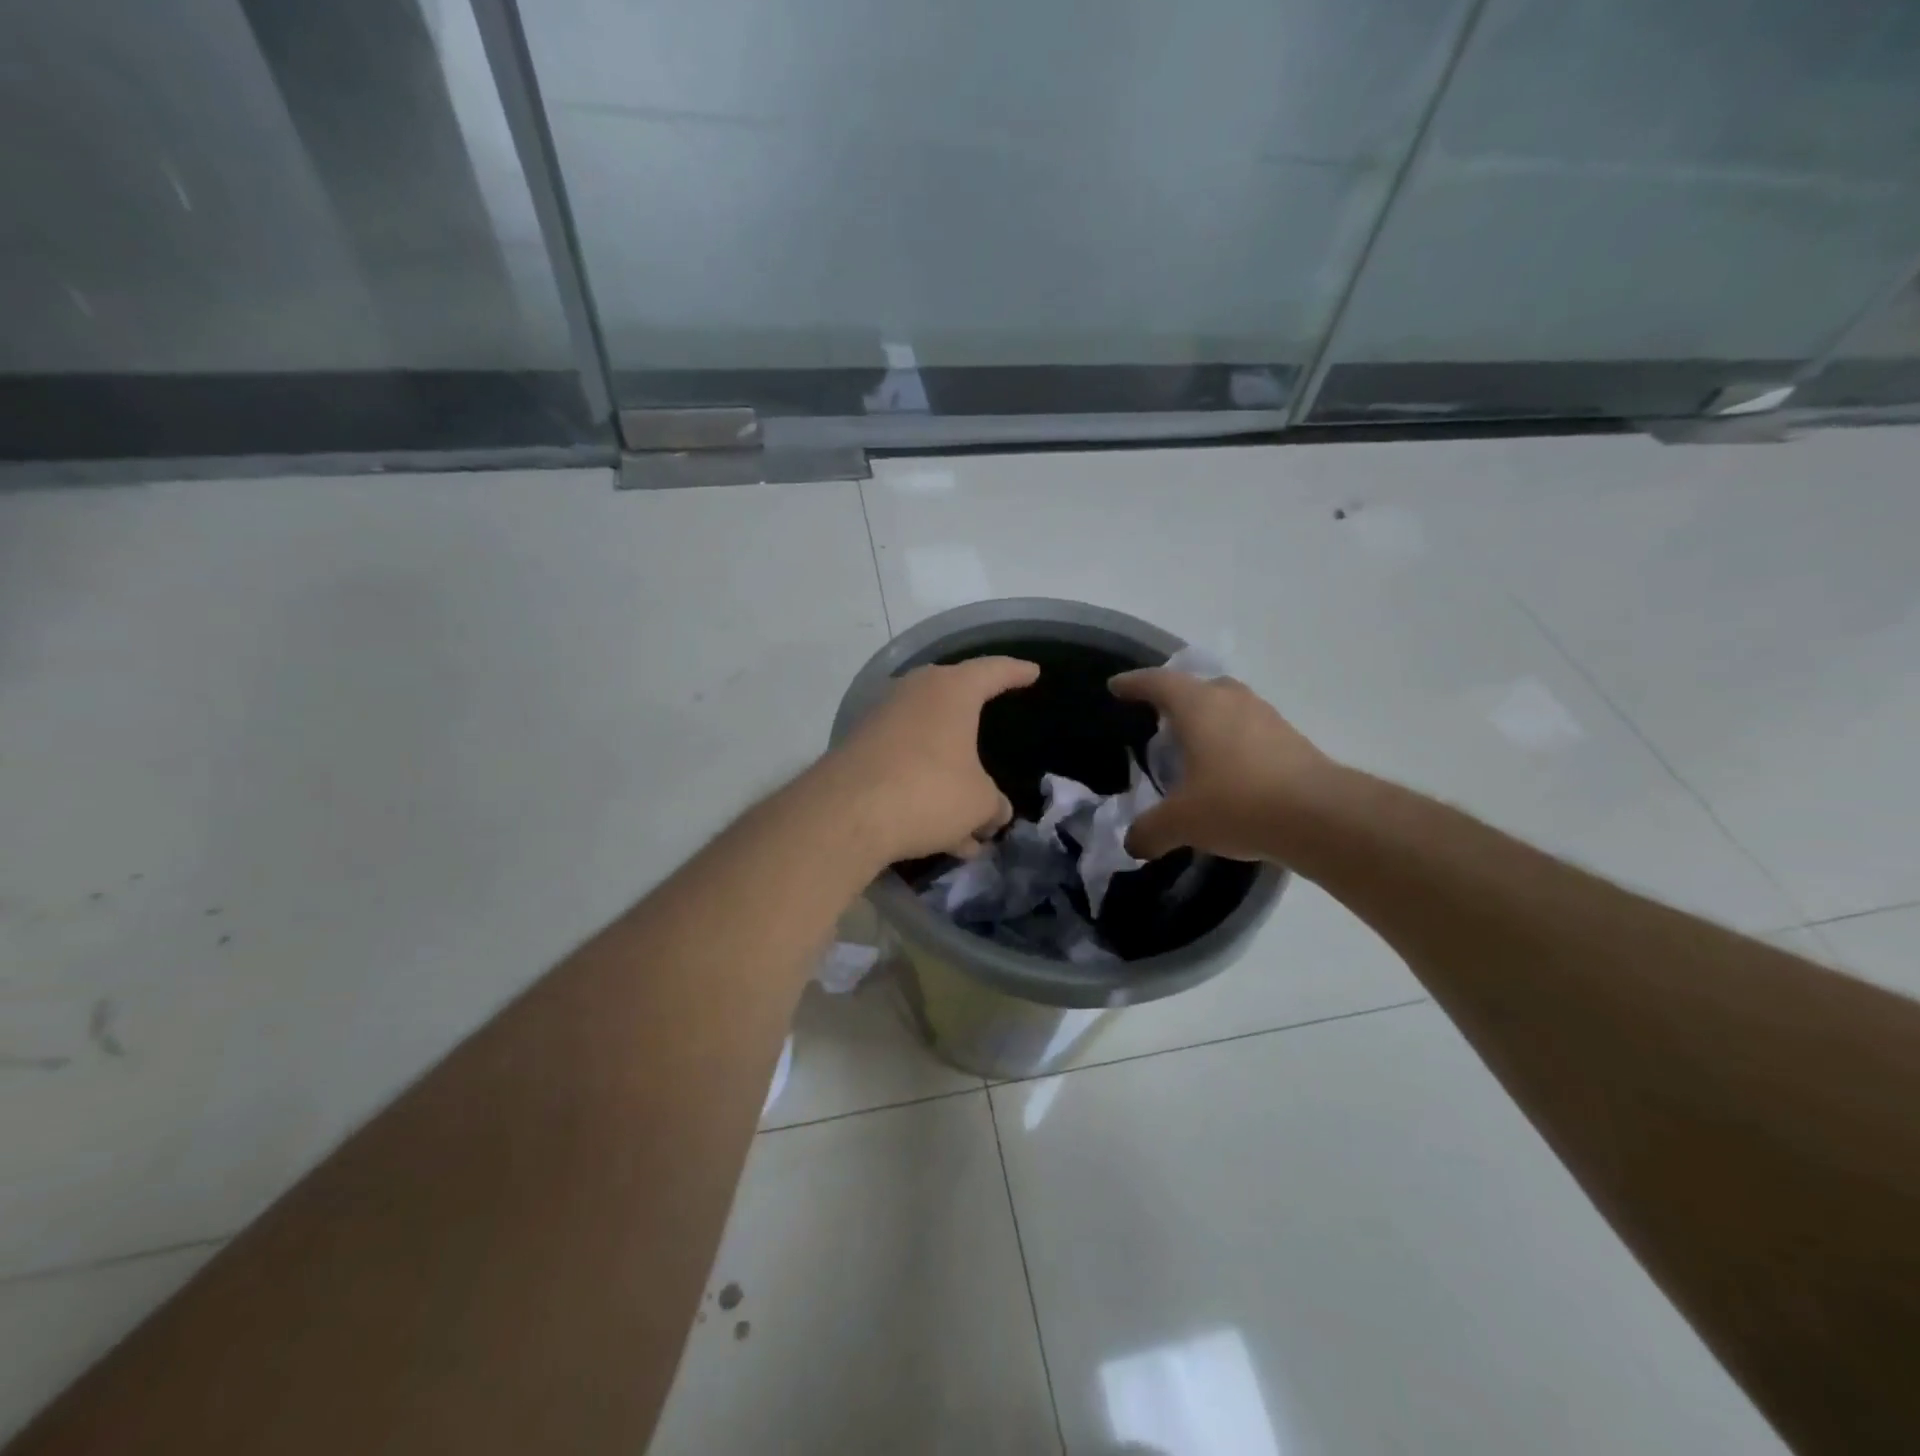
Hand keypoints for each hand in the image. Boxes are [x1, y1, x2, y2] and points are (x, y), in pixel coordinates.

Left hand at [824, 657, 1038, 866]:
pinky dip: (925, 792)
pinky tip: (941, 836)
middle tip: (992, 726)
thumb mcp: (978, 804)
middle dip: (974, 726)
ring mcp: (881, 721)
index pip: (993, 671)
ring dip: (950, 780)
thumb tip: (995, 813)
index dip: (1016, 672)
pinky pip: (905, 766)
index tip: (1032, 672)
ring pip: (929, 746)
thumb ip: (993, 805)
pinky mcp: (858, 752)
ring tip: (971, 826)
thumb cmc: (928, 791)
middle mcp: (913, 694)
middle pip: (953, 703)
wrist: (844, 814)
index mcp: (951, 690)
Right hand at [1109, 669, 1332, 861]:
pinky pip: (1252, 732)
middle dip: (1178, 698)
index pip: (1158, 683)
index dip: (1134, 684)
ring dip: (1210, 721)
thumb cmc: (1237, 803)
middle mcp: (1233, 701)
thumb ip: (1150, 830)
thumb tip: (1133, 844)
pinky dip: (1234, 744)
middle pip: (1199, 687)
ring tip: (1195, 748)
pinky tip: (1230, 773)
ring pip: (1230, 707)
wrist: (1320, 817)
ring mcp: (1267, 719)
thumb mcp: (1181, 822)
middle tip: (1160, 720)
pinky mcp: (1293, 742)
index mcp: (1198, 706)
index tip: (1117, 686)